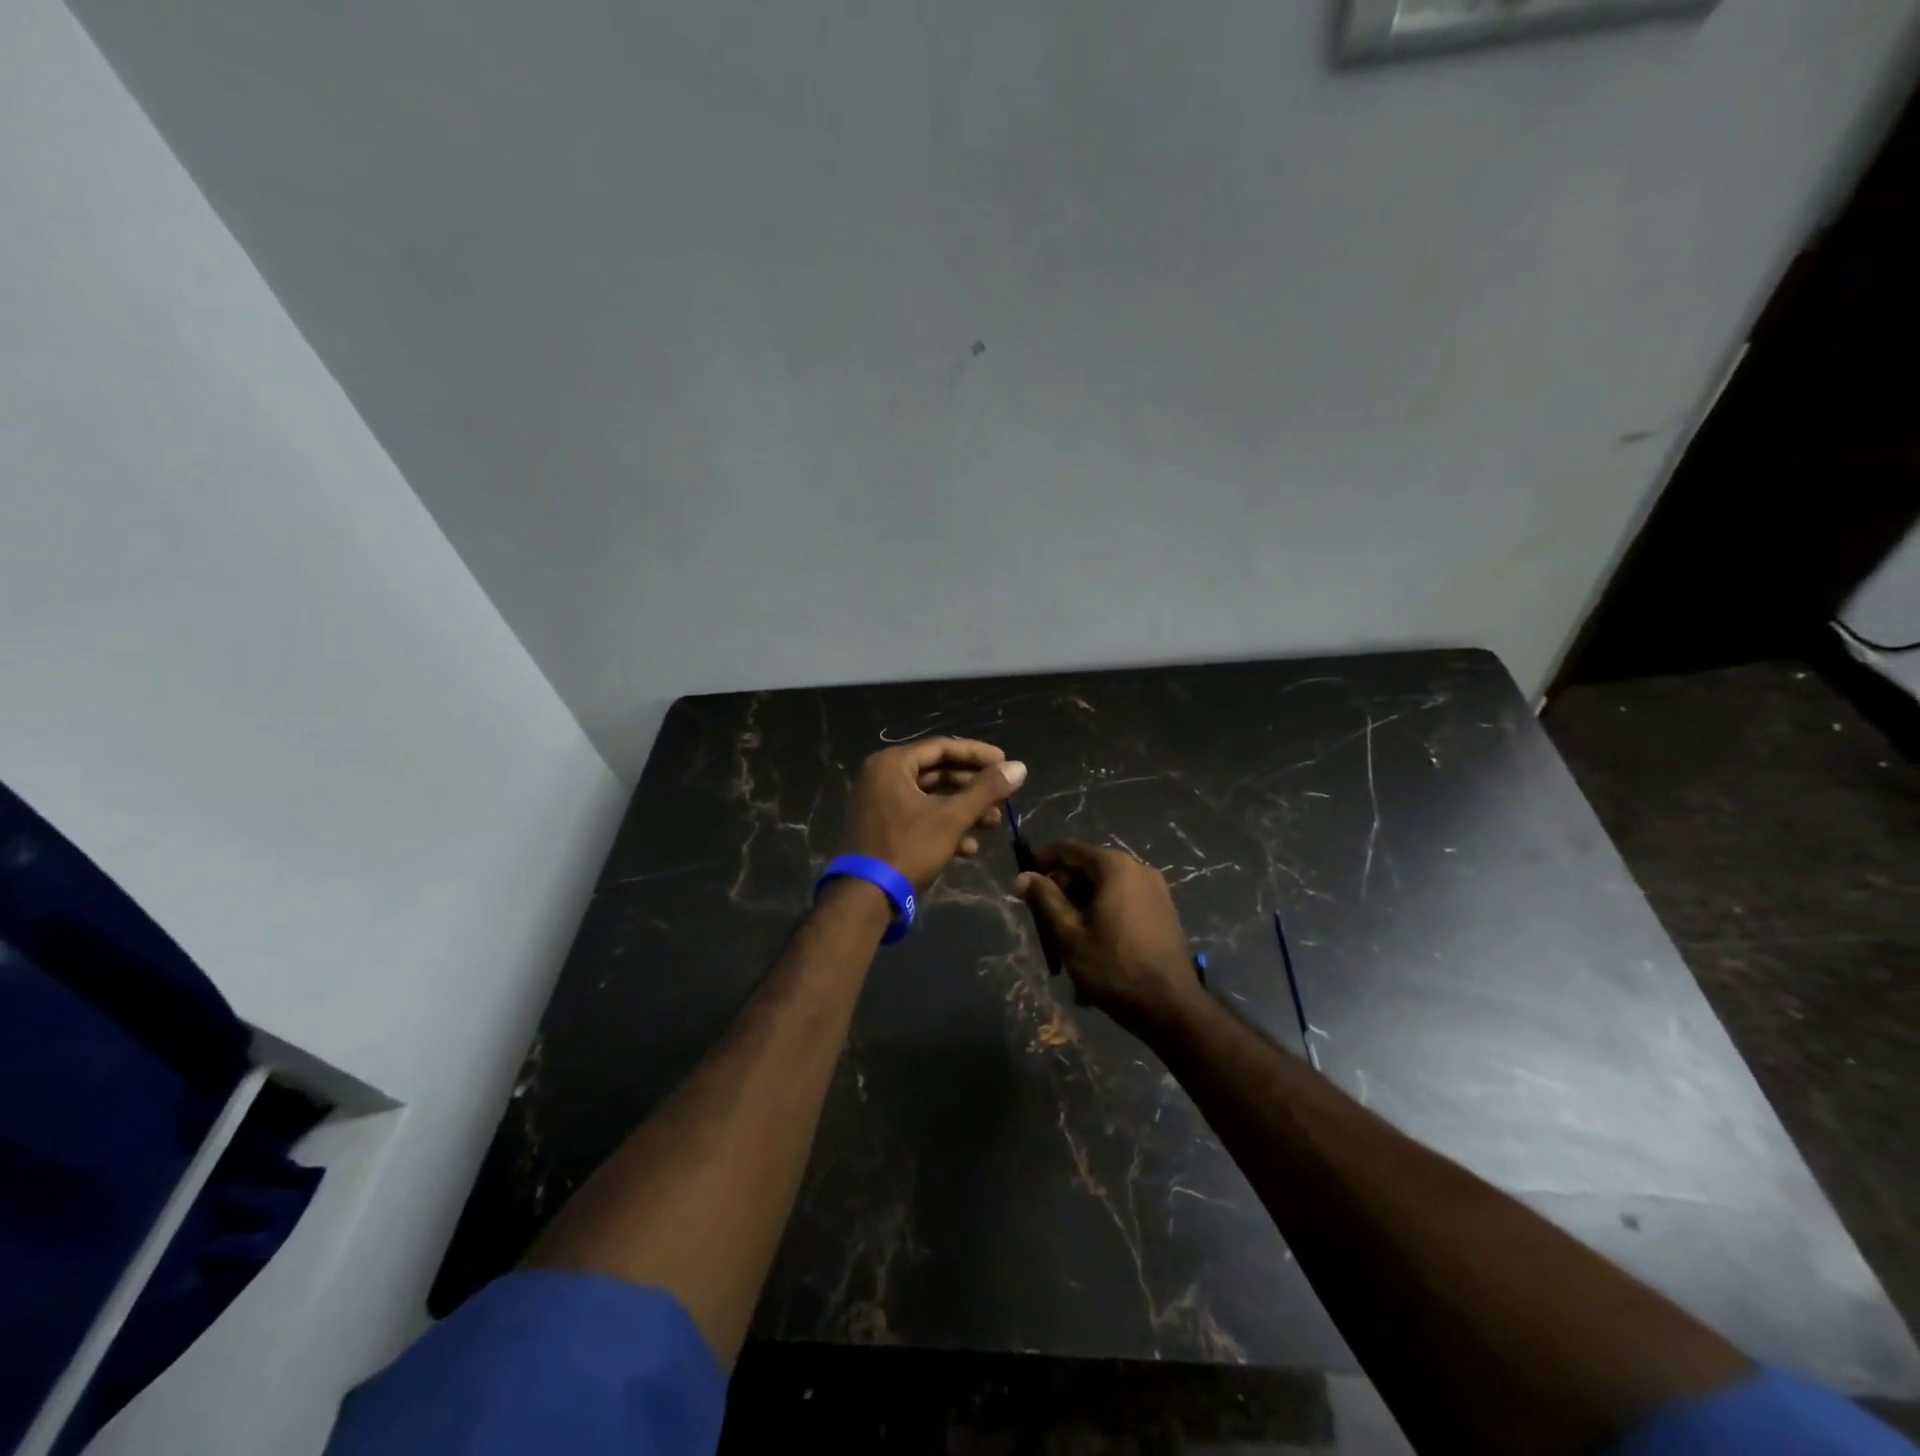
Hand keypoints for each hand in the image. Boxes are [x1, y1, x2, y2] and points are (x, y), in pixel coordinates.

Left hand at [837, 738, 1026, 893]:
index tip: (1006, 764)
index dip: (978, 755)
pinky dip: (945, 828)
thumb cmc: (908, 847)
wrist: (865, 897)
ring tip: (994, 823)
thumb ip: (986, 790)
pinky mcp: (883, 829)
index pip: (943, 747)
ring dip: (964, 810)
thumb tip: (1019, 767)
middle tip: (1003, 796)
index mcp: (892, 764)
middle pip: (938, 773)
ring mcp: (881, 804)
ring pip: (931, 799)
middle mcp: (883, 777)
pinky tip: (969, 848)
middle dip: (974, 788)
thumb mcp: (952, 817)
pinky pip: (919, 818)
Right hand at [1015, 843, 1205, 1034]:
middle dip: (1063, 891)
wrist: (1170, 1007)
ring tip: (1068, 941)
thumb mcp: (1069, 933)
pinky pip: (1124, 903)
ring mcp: (1156, 889)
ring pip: (1106, 889)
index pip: (1068, 851)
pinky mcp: (1164, 911)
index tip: (1025, 884)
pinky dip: (1104, 916)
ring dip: (1082, 907)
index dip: (1042, 863)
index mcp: (1114, 866)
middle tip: (1045, 920)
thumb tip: (1022, 877)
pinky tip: (1095, 947)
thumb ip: (1044, 899)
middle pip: (1088, 869)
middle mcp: (1138, 868)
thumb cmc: (1113, 966)